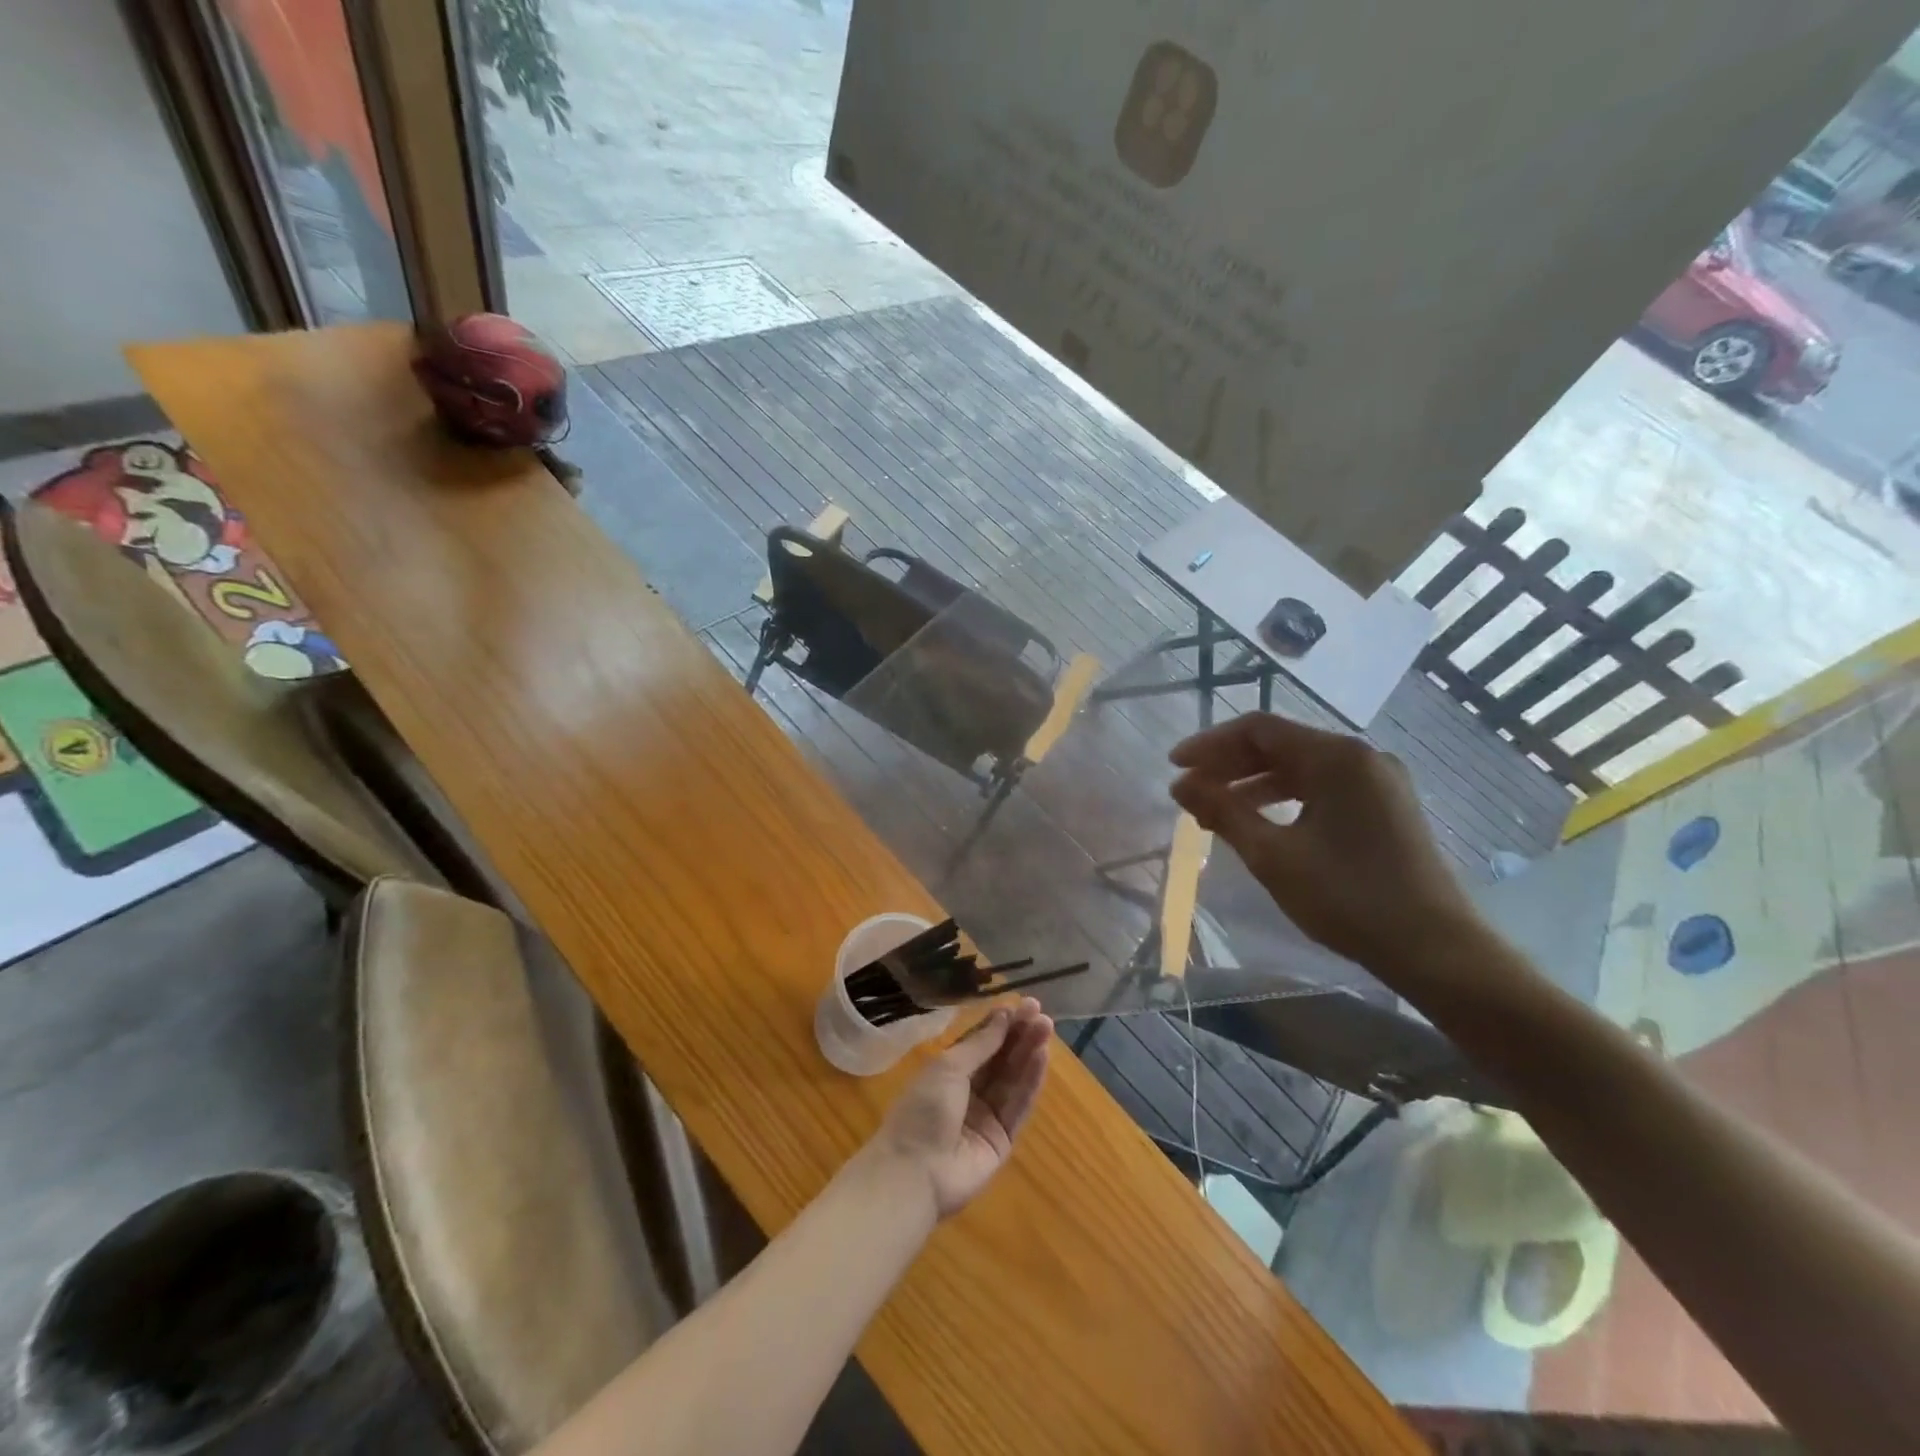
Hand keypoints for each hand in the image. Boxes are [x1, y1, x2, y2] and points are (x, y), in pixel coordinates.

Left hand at [869, 999, 1052, 1220]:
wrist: (915, 1172)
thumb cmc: (923, 1110)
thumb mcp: (948, 1067)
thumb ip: (980, 1044)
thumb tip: (1003, 1015)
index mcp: (948, 1071)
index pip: (980, 1042)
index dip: (1000, 1024)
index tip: (1022, 1004)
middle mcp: (969, 1091)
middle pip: (1000, 1058)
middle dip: (1019, 1035)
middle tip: (1041, 1013)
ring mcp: (986, 1115)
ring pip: (1012, 1078)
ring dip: (1029, 1053)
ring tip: (1046, 1027)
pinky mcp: (1002, 1138)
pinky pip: (1019, 1105)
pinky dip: (1031, 1081)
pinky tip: (1042, 1058)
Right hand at [1169, 713, 1477, 975]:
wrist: (1435, 949)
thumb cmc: (1348, 898)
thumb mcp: (1272, 855)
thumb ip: (1223, 812)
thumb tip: (1180, 785)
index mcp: (1336, 757)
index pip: (1258, 730)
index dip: (1209, 744)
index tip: (1174, 767)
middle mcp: (1360, 756)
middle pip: (1280, 744)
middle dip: (1229, 765)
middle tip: (1189, 791)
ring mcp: (1378, 780)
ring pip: (1301, 767)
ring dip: (1253, 783)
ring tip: (1215, 810)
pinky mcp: (1385, 805)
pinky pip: (1323, 786)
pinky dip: (1285, 797)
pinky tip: (1260, 821)